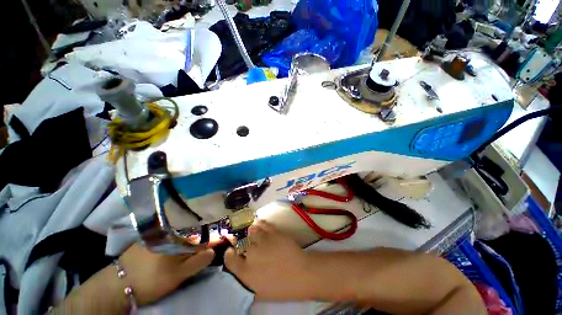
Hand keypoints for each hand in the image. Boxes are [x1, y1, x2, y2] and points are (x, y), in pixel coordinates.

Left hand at [118, 243, 214, 304]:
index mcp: (177, 237)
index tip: (205, 254)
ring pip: (175, 238)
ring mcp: (155, 234)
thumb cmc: (151, 280)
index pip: (198, 238)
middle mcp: (167, 231)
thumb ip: (198, 262)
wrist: (116, 285)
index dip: (204, 246)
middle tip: (188, 260)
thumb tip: (213, 251)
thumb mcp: (178, 275)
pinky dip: (168, 245)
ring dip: (180, 246)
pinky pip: (164, 239)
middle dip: (192, 246)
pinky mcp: (145, 240)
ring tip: (175, 260)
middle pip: (187, 236)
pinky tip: (163, 256)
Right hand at [224, 220, 313, 300]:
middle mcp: (251, 253)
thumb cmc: (280, 287)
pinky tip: (258, 223)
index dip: (229, 253)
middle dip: (241, 243)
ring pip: (251, 231)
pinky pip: (262, 224)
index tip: (231, 250)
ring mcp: (262, 240)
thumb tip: (241, 268)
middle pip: (241, 243)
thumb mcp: (259, 291)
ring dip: (251, 232)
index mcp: (245, 272)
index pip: (229, 259)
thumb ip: (246, 278)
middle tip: (245, 242)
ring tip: (253, 232)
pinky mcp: (273, 232)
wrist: (300, 273)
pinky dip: (259, 223)